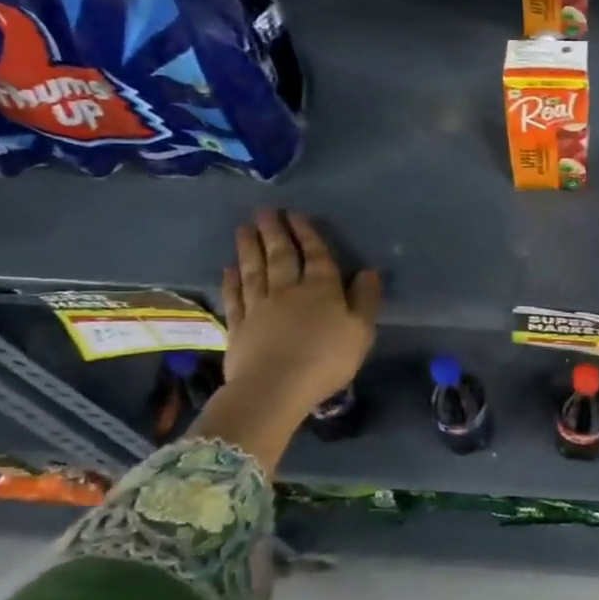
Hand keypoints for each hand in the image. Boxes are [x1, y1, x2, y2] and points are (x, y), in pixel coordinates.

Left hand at [220, 210, 380, 419]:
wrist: (274, 388)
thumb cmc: (326, 360)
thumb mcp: (361, 331)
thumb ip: (365, 299)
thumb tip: (369, 271)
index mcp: (321, 289)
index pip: (315, 255)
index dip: (306, 234)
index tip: (295, 214)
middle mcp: (288, 290)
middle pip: (280, 256)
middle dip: (273, 232)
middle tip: (264, 211)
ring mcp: (259, 307)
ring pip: (254, 271)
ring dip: (249, 248)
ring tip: (244, 228)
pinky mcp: (239, 327)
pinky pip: (235, 297)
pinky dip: (231, 281)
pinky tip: (229, 269)